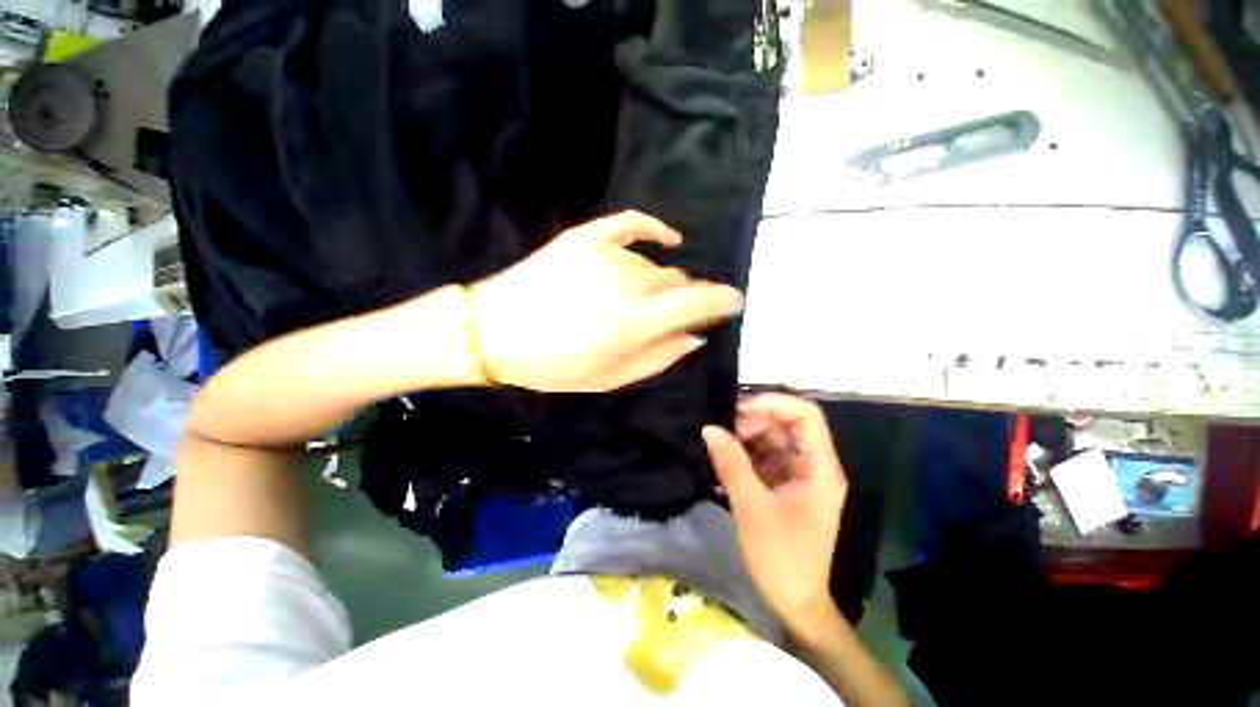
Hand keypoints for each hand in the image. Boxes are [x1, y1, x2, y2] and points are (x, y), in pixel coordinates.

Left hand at [468, 211, 743, 391]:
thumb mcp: (612, 377)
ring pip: (656, 265)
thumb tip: (696, 335)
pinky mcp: (587, 238)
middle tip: (678, 313)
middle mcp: (629, 283)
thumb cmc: (554, 365)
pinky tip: (668, 238)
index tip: (735, 302)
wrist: (494, 332)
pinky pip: (633, 224)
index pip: (699, 302)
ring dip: (660, 283)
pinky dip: (655, 230)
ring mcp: (607, 254)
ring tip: (642, 300)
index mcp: (636, 322)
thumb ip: (661, 356)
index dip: (723, 300)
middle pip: (679, 282)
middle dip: (686, 298)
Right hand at [701, 394, 847, 635]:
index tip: (739, 407)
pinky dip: (743, 455)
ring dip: (744, 438)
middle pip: (785, 424)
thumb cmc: (782, 558)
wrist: (794, 603)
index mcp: (820, 468)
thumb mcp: (752, 508)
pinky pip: (762, 457)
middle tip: (721, 430)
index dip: (774, 402)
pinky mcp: (783, 485)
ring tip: (718, 446)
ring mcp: (797, 474)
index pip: (806, 415)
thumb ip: (731, 464)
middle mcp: (813, 465)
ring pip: (771, 439)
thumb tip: (709, 428)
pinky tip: (722, 462)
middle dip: (753, 421)